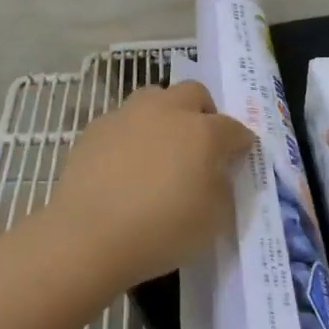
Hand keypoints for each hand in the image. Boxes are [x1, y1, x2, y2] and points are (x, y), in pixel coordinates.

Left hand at [49, 80, 253, 286]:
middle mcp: (168, 111)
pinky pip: (123, 121)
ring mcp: (129, 114)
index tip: (239, 157)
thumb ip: (222, 188)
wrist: (88, 235)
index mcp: (203, 132)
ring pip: (155, 98)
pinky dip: (131, 134)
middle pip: (195, 93)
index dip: (240, 143)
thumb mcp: (213, 221)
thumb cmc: (161, 232)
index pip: (234, 129)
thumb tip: (217, 172)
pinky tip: (124, 164)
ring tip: (160, 148)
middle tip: (200, 144)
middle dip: (203, 113)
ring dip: (165, 115)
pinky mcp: (97, 127)